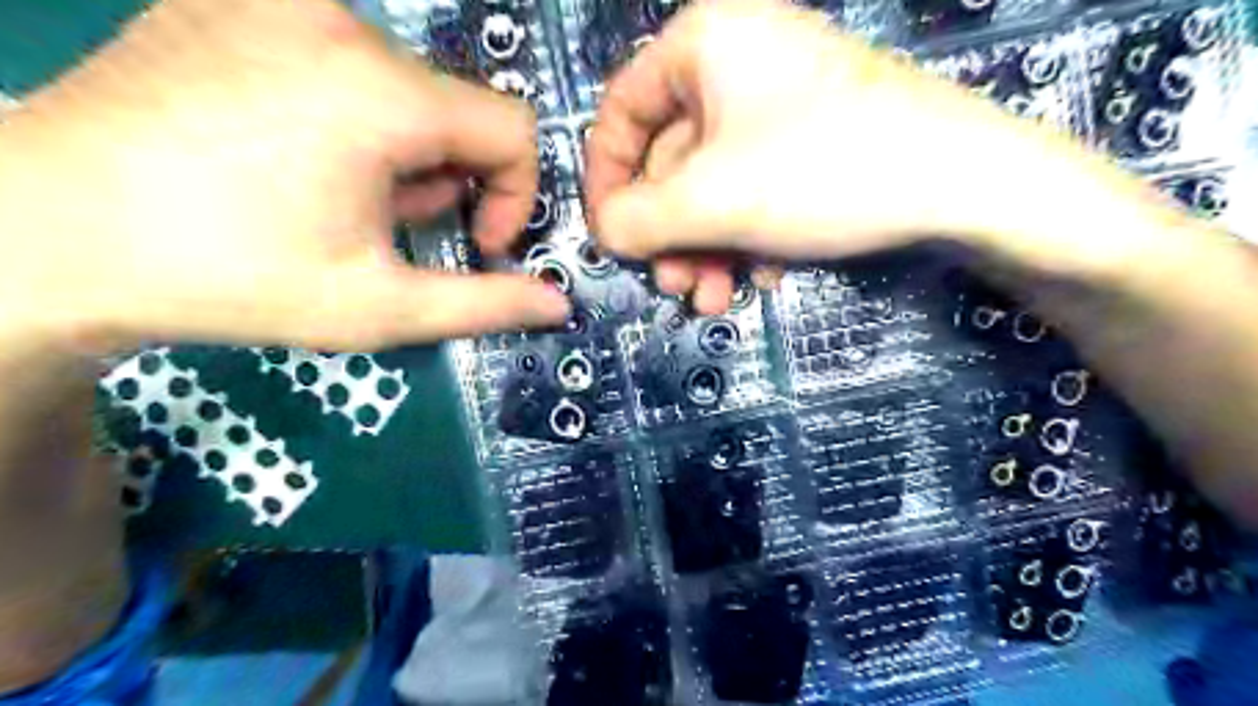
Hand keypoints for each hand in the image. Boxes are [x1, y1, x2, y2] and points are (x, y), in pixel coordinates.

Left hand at [0, 1, 568, 351]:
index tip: (474, 242)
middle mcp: (338, 24)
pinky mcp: (235, 1)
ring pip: (404, 85)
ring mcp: (277, 2)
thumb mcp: (379, 308)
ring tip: (338, 195)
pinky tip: (295, 153)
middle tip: (386, 228)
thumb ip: (485, 305)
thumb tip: (558, 306)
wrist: (47, 234)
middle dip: (444, 179)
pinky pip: (344, 58)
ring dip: (401, 151)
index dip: (513, 194)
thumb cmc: (232, 280)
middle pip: (455, 108)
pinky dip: (352, 113)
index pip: (513, 129)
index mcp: (382, 95)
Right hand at [585, 0, 1136, 310]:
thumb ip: (636, 218)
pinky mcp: (810, 139)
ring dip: (706, 249)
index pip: (621, 112)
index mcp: (704, 44)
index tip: (609, 237)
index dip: (606, 181)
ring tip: (716, 299)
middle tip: (676, 288)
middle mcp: (736, 61)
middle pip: (671, 161)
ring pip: (712, 185)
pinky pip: (754, 188)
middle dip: (670, 236)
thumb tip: (603, 231)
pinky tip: (766, 273)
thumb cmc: (822, 171)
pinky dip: (748, 236)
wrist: (966, 184)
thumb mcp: (711, 200)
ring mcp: (778, 102)